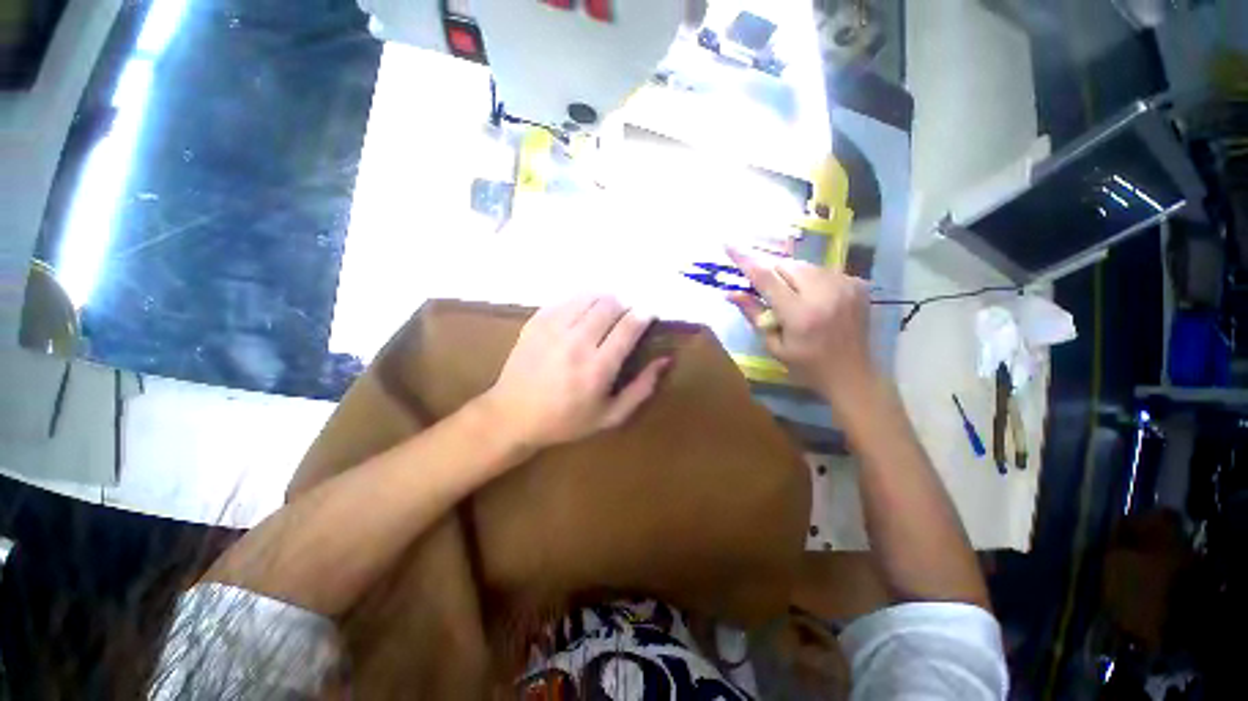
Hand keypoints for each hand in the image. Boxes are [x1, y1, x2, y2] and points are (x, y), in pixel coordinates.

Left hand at [484, 295, 671, 450]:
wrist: (512, 415)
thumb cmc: (566, 420)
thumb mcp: (610, 415)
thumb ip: (642, 388)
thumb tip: (665, 360)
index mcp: (598, 367)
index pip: (629, 326)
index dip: (644, 315)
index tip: (649, 314)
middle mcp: (577, 342)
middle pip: (611, 304)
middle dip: (626, 305)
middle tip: (627, 315)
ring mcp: (554, 328)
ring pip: (590, 296)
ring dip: (605, 299)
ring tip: (608, 311)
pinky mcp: (537, 321)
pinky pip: (567, 299)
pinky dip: (583, 300)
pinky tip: (583, 312)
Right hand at [726, 248, 875, 406]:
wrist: (853, 375)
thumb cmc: (807, 366)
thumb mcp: (774, 345)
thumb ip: (753, 315)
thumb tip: (730, 293)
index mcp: (800, 314)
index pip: (767, 278)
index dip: (746, 260)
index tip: (729, 245)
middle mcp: (824, 294)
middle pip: (786, 265)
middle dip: (771, 271)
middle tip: (767, 290)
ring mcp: (845, 286)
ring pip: (805, 265)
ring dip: (790, 275)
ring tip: (790, 296)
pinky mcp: (857, 284)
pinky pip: (823, 270)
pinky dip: (810, 279)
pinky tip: (813, 298)